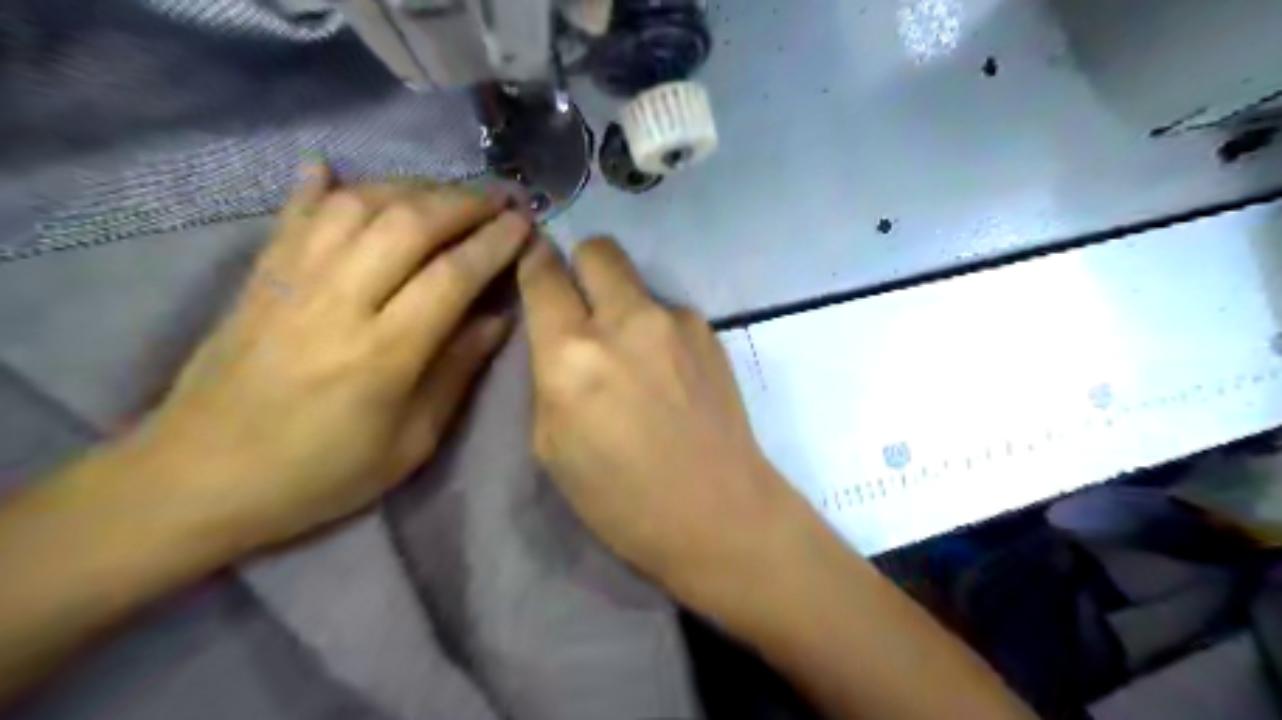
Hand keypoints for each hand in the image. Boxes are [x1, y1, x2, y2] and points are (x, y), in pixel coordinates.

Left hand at [126, 164, 527, 549]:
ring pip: (356, 206)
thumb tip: (497, 318)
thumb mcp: (411, 442)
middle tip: (497, 201)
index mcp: (383, 353)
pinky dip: (319, 185)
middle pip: (407, 225)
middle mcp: (338, 302)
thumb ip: (456, 372)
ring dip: (409, 188)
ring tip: (443, 194)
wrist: (200, 478)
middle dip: (462, 204)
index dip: (493, 243)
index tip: (523, 224)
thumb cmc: (322, 472)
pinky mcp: (259, 277)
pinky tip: (335, 169)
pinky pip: (293, 214)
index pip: (451, 276)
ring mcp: (291, 282)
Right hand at [513, 240, 802, 608]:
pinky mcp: (709, 331)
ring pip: (635, 281)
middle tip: (582, 304)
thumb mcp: (552, 446)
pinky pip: (667, 310)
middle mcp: (625, 320)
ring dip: (622, 303)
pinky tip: (668, 371)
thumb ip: (549, 377)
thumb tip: (557, 337)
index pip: (542, 275)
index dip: (532, 261)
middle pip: (597, 249)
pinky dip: (656, 328)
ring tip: (633, 354)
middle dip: (581, 265)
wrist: (719, 511)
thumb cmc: (622, 498)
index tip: (532, 262)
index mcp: (572, 355)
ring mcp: (675, 320)